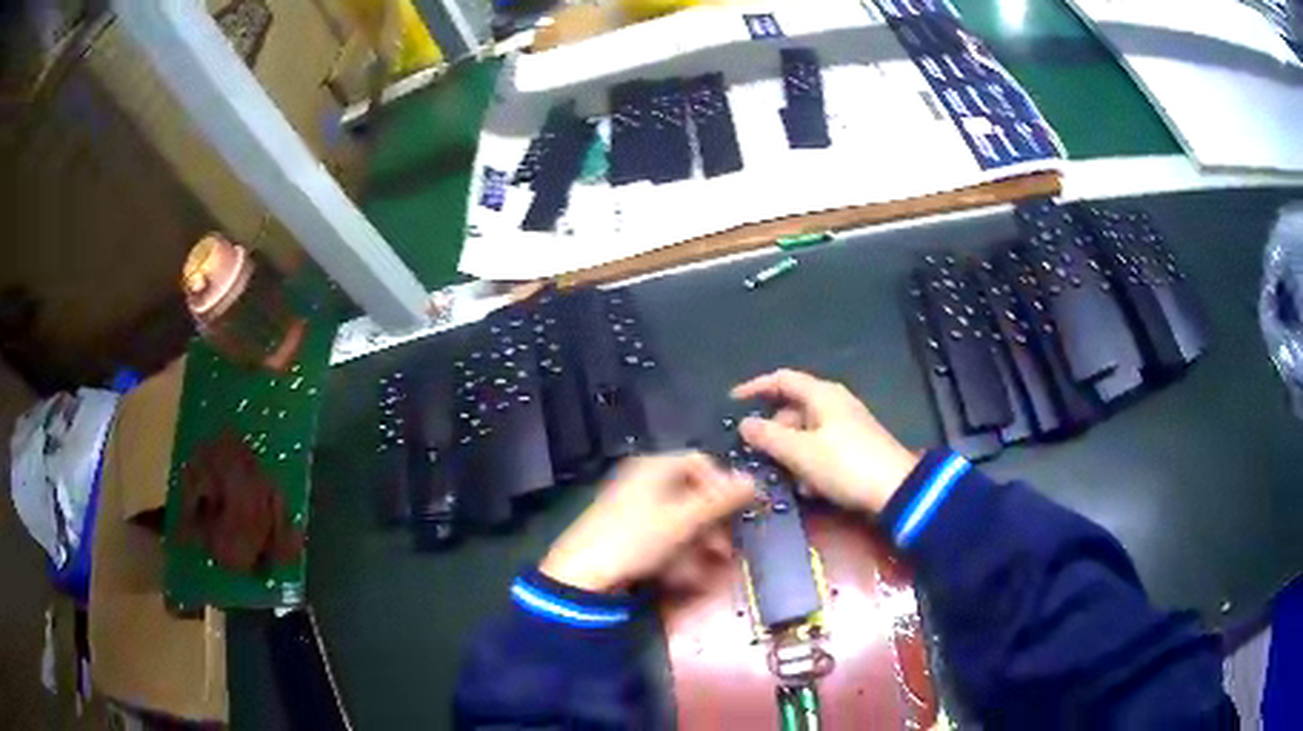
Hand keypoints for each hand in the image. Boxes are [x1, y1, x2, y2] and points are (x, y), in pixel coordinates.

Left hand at [539, 453, 753, 592]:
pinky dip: (679, 552)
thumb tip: (753, 480)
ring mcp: (632, 507)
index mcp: (653, 467)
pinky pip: (663, 536)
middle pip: (692, 493)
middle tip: (727, 549)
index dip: (723, 485)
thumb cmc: (635, 538)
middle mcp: (643, 480)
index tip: (739, 512)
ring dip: (701, 542)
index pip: (700, 462)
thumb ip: (720, 500)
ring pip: (680, 519)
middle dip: (714, 522)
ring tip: (711, 566)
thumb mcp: (683, 519)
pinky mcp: (626, 532)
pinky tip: (686, 574)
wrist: (581, 574)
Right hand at [732, 369, 918, 513]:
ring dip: (790, 453)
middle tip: (753, 451)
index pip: (782, 380)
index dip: (755, 387)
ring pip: (806, 433)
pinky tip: (807, 487)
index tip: (733, 401)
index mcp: (822, 395)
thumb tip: (744, 424)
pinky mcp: (855, 448)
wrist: (896, 491)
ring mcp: (847, 426)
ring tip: (779, 475)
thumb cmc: (845, 465)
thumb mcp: (800, 452)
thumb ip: (768, 436)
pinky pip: (821, 449)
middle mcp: (835, 404)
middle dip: (772, 430)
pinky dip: (809, 463)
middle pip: (793, 409)